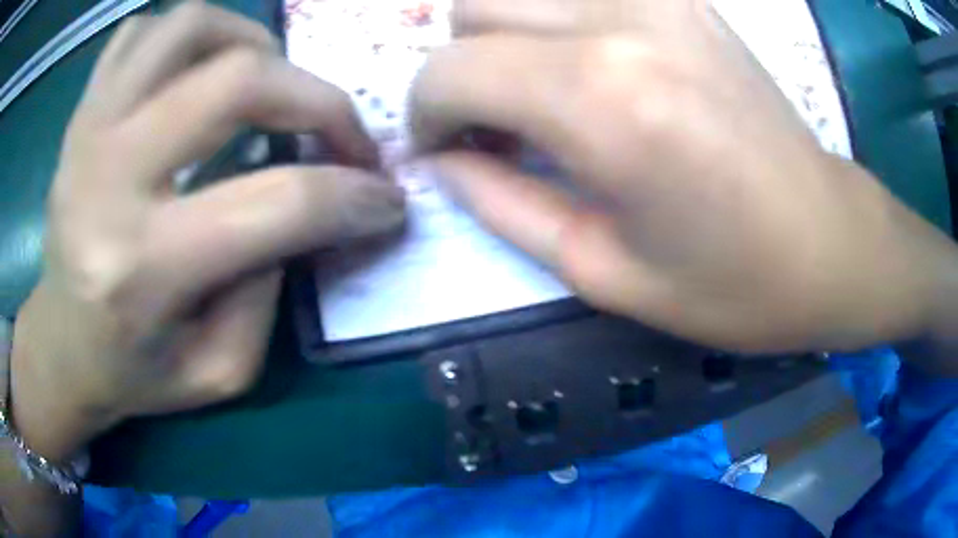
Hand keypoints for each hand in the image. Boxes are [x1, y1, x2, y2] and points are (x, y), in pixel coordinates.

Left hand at [10, 3, 403, 461]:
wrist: (61, 347)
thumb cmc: (132, 373)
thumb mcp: (218, 370)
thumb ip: (270, 290)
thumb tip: (307, 206)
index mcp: (140, 268)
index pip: (277, 203)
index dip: (353, 195)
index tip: (387, 200)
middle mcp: (107, 179)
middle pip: (238, 82)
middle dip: (320, 100)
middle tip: (338, 133)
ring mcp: (87, 131)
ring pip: (189, 26)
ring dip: (250, 42)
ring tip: (267, 81)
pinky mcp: (81, 113)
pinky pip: (142, 32)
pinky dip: (186, 36)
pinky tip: (197, 73)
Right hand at [411, 0, 957, 354]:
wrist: (829, 243)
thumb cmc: (732, 283)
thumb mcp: (602, 272)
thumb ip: (501, 204)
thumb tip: (442, 161)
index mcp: (602, 100)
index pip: (450, 70)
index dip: (425, 113)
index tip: (443, 152)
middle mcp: (622, 22)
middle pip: (473, 8)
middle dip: (459, 70)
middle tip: (491, 127)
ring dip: (501, 38)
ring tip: (534, 94)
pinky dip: (553, 19)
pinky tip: (586, 66)